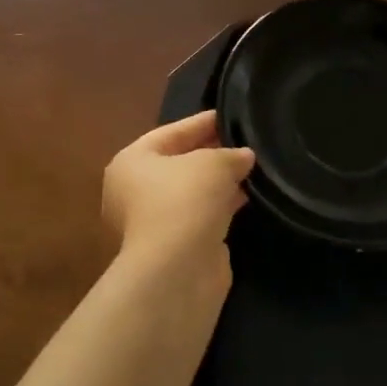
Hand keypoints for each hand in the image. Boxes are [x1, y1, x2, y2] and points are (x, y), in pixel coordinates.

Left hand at [102, 111, 254, 303]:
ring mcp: (154, 222)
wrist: (177, 270)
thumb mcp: (212, 163)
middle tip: (247, 142)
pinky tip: (248, 199)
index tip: (231, 115)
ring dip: (220, 183)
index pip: (171, 132)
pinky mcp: (176, 247)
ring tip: (254, 170)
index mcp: (131, 162)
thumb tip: (244, 157)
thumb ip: (230, 154)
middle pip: (180, 163)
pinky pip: (202, 217)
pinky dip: (222, 208)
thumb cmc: (184, 201)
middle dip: (213, 153)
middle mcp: (135, 191)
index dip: (202, 122)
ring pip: (192, 193)